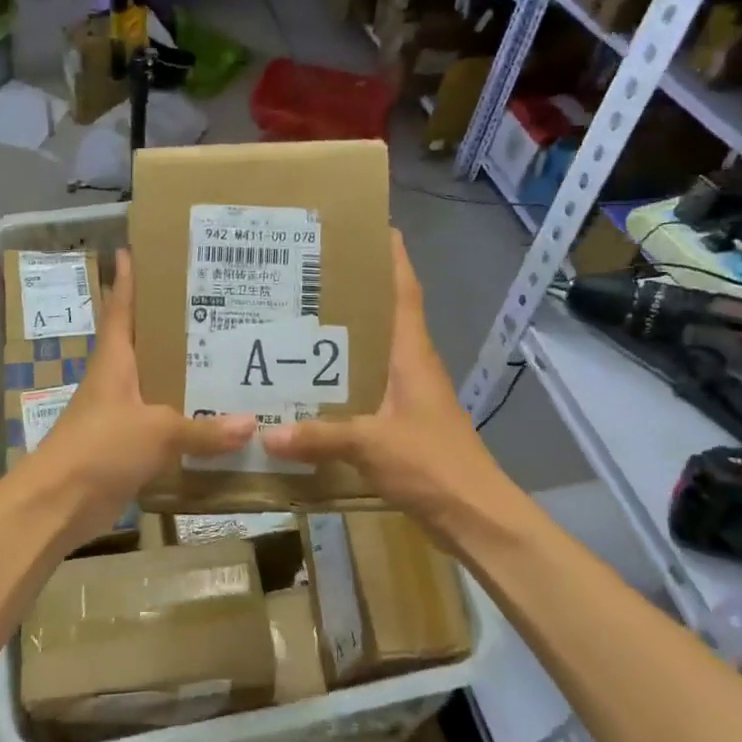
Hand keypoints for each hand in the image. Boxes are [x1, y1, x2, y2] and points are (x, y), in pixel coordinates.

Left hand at [18, 249, 254, 537]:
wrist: (57, 504)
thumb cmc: (100, 447)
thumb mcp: (157, 431)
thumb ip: (203, 429)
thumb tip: (252, 425)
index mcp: (115, 362)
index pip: (121, 310)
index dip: (126, 281)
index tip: (132, 250)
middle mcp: (116, 382)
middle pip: (144, 345)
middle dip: (172, 327)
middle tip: (214, 307)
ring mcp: (119, 417)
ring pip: (157, 388)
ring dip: (183, 378)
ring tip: (227, 362)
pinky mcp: (125, 449)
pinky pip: (162, 428)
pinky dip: (184, 425)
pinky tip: (214, 424)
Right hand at [261, 231, 517, 536]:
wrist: (474, 515)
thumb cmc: (432, 464)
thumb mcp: (371, 445)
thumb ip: (319, 437)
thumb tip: (266, 433)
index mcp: (411, 355)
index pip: (405, 292)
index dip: (393, 257)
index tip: (372, 226)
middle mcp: (411, 366)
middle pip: (385, 316)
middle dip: (354, 292)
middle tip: (306, 275)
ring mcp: (409, 395)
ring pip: (373, 353)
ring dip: (344, 337)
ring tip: (297, 323)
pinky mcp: (402, 423)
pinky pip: (366, 388)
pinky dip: (341, 380)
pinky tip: (310, 388)